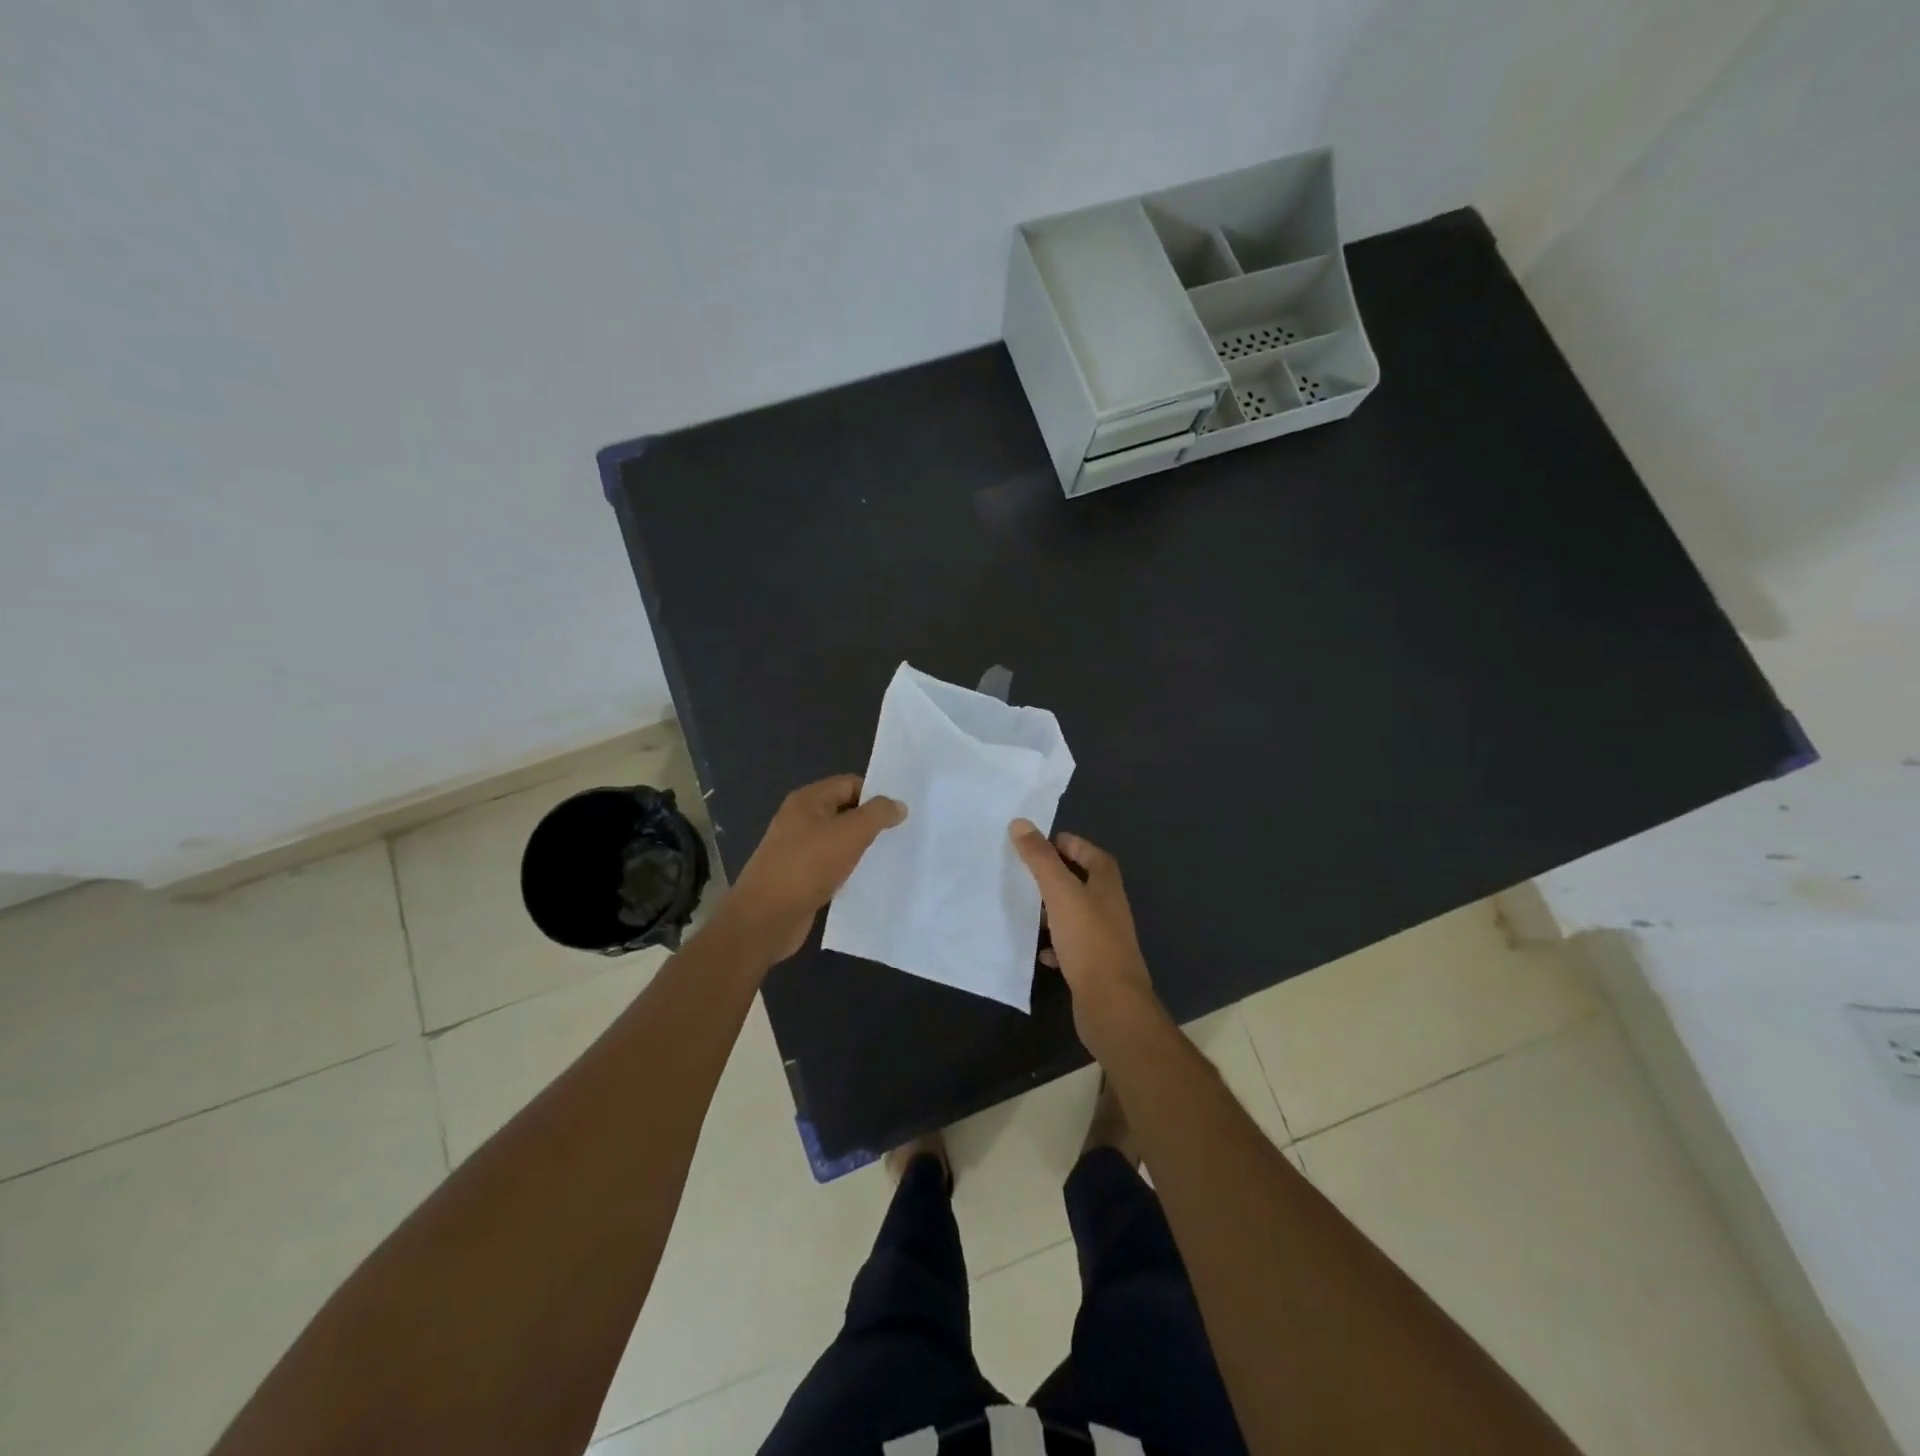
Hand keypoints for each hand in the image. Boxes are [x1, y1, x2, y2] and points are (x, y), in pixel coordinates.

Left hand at [723, 775, 906, 962]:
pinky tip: (865, 881)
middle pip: (844, 811)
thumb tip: (898, 805)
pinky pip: (830, 865)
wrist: (765, 918)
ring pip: (838, 841)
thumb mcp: (850, 834)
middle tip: (901, 835)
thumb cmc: (808, 866)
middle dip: (870, 822)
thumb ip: (877, 814)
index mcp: (807, 800)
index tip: (900, 814)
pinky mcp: (799, 877)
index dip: (875, 795)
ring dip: (860, 848)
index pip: (849, 784)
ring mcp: (797, 849)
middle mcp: (800, 820)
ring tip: (888, 858)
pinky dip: (848, 870)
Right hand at [1008, 820, 1164, 1054]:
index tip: (1044, 841)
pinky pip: (1072, 949)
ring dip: (1055, 911)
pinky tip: (1038, 950)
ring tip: (1027, 907)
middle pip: (1085, 884)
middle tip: (1028, 872)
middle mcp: (1110, 910)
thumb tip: (1021, 823)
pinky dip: (1055, 945)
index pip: (1093, 855)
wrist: (1110, 1004)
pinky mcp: (1094, 968)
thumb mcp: (1060, 893)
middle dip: (1059, 876)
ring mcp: (1104, 941)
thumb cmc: (1088, 940)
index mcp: (1107, 887)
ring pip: (1077, 916)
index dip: (1072, 845)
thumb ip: (1041, 859)